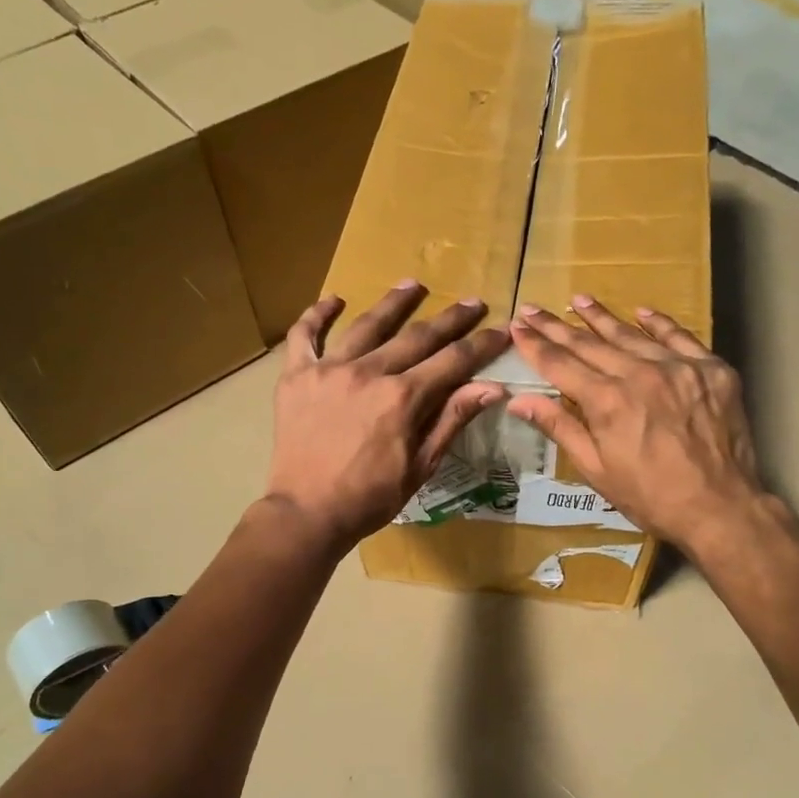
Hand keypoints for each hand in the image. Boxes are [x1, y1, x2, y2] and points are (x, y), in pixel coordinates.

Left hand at [265, 282, 509, 554]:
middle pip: (417, 336)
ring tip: (413, 284)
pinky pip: (304, 335)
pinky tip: (334, 301)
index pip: (453, 362)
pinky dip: (317, 315)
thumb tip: (491, 388)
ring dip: (394, 303)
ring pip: (367, 325)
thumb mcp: (420, 466)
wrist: (306, 513)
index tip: (502, 330)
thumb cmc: (369, 498)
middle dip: (450, 319)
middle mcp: (368, 373)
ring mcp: (329, 369)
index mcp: (402, 398)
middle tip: (472, 302)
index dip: (481, 345)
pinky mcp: (296, 376)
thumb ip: (452, 420)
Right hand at [507, 297, 769, 557]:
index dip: (536, 345)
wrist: (719, 507)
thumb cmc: (649, 497)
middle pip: (590, 344)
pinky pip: (680, 338)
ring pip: (632, 335)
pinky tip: (642, 312)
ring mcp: (679, 367)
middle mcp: (639, 374)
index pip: (560, 364)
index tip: (517, 326)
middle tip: (535, 308)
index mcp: (606, 401)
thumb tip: (519, 401)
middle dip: (557, 327)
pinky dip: (659, 324)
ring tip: (579, 300)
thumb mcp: (595, 469)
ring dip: (602, 318)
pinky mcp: (712, 370)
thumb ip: (559, 427)